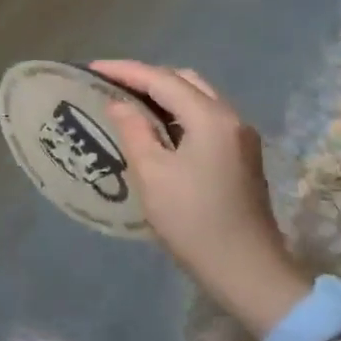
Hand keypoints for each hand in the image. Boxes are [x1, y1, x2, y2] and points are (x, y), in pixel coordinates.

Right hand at [89, 61, 310, 339]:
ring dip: (163, 94)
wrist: (248, 272)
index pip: (162, 79)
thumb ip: (133, 130)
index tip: (92, 68)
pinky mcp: (241, 155)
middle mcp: (231, 118)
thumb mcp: (153, 174)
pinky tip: (155, 126)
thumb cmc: (194, 222)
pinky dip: (177, 111)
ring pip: (197, 97)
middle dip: (146, 77)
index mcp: (210, 118)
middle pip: (184, 81)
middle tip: (111, 84)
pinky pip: (204, 117)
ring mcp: (241, 137)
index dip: (124, 71)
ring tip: (127, 101)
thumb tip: (118, 103)